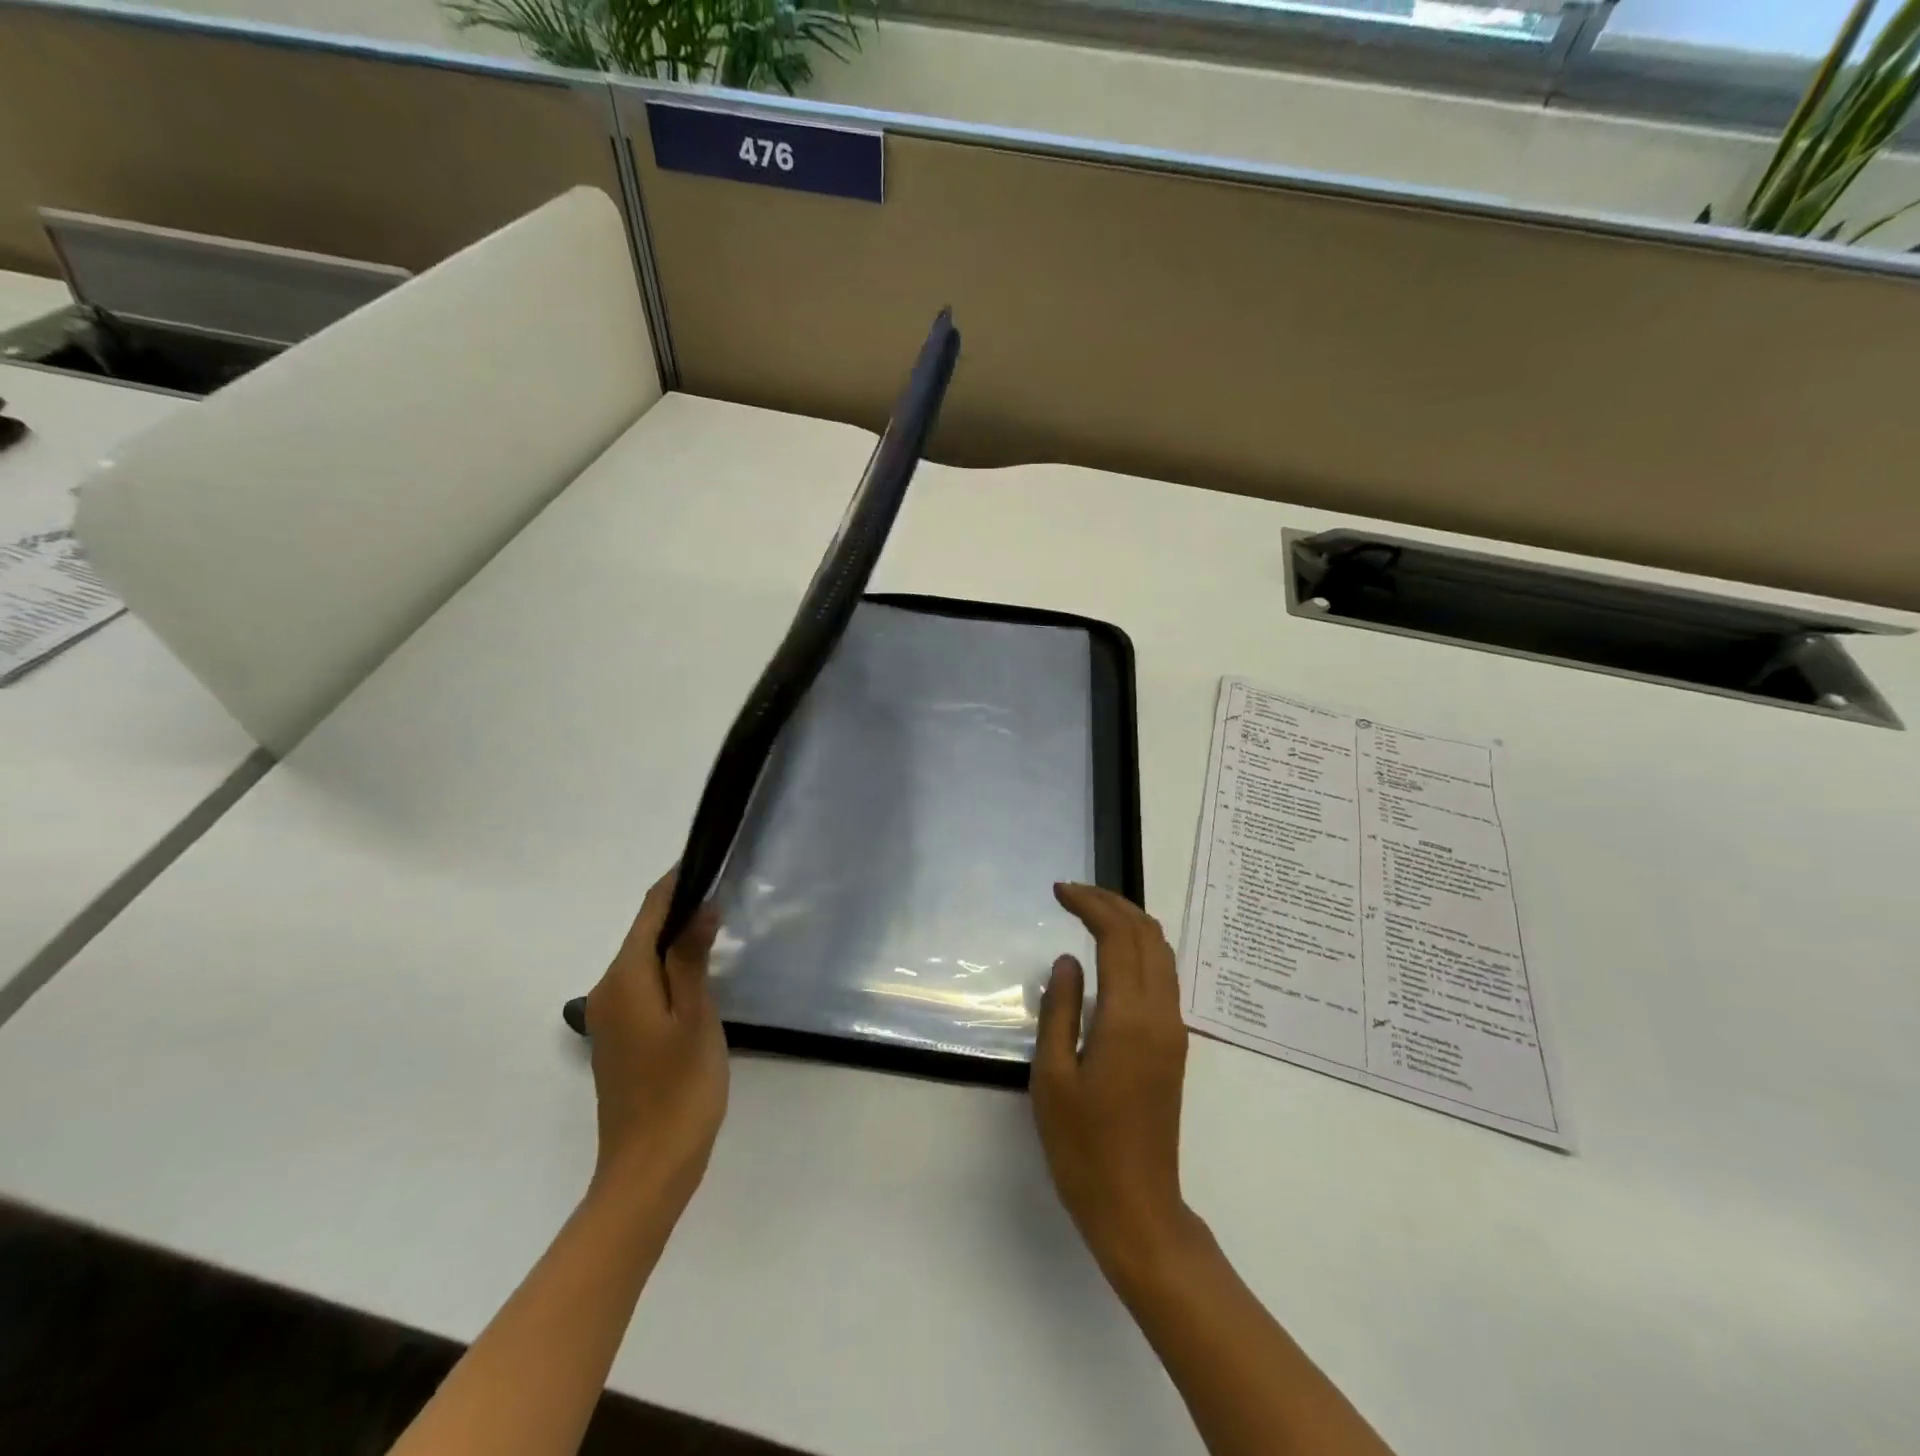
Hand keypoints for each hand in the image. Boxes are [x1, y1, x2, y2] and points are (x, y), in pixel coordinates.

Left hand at [583, 868, 725, 1211]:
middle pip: (644, 932)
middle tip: (726, 887)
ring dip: (676, 936)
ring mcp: (611, 1016)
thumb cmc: (679, 1089)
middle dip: (680, 906)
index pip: (649, 912)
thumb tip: (699, 906)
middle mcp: (609, 990)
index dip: (677, 882)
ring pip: (645, 959)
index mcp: (625, 979)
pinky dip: (670, 966)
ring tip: (720, 922)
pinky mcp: (622, 1037)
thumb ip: (691, 958)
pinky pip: (646, 984)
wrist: (648, 1170)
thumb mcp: (695, 1017)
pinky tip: (700, 971)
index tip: (708, 859)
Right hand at [1032, 883, 1199, 1284]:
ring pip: (1162, 953)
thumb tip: (1068, 960)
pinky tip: (1113, 953)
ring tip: (1090, 912)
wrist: (1137, 1207)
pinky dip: (1139, 948)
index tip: (1059, 891)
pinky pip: (1163, 976)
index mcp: (1130, 1018)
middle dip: (1112, 903)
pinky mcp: (1173, 1045)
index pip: (1118, 936)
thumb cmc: (1084, 1147)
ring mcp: (1173, 1029)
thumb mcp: (1053, 1076)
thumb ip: (1059, 1009)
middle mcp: (1162, 1014)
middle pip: (1148, 935)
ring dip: (1129, 922)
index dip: (1090, 904)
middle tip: (1072, 893)